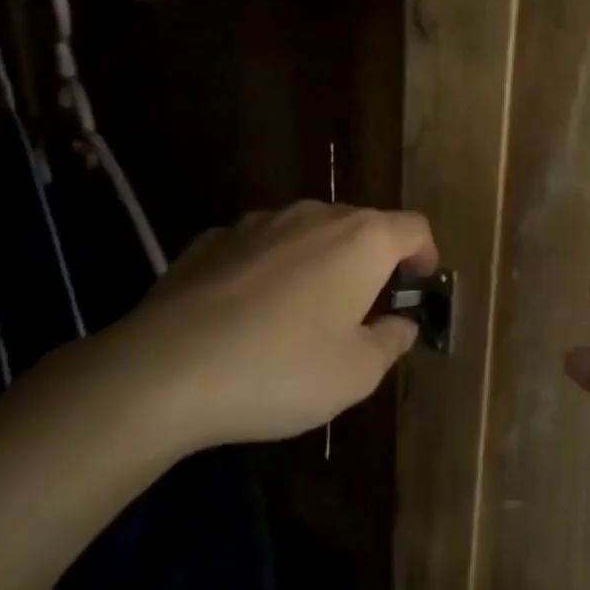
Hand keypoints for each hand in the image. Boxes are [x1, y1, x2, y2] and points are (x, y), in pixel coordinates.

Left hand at [70, 201, 438, 453]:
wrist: (163, 372)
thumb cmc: (281, 370)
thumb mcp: (356, 374)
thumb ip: (390, 342)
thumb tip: (400, 324)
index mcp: (361, 240)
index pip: (414, 228)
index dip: (425, 255)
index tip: (419, 286)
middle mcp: (313, 216)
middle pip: (361, 226)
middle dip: (373, 261)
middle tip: (366, 309)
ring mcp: (257, 223)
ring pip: (308, 233)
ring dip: (321, 263)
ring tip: (306, 313)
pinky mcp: (210, 241)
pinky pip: (260, 247)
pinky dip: (271, 270)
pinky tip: (250, 314)